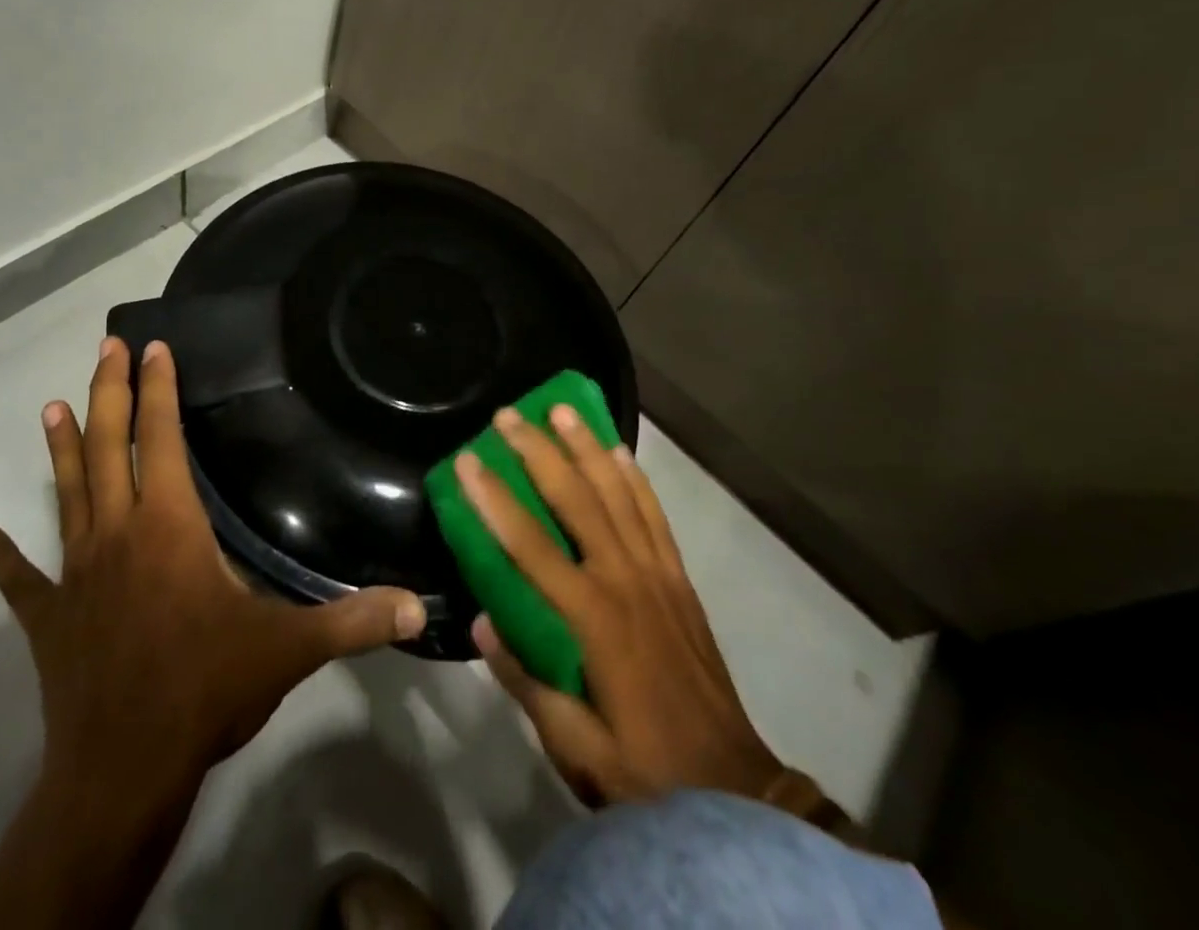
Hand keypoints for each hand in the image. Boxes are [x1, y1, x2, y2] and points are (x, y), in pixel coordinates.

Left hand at [0, 338, 425, 929]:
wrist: (121, 773)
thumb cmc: (205, 690)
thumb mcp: (289, 649)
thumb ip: (354, 620)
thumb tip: (420, 605)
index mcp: (169, 527)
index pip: (160, 440)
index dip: (158, 390)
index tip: (155, 348)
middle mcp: (116, 534)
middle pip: (107, 447)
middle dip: (108, 392)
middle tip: (106, 347)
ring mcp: (76, 575)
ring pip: (66, 494)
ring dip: (62, 449)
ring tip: (51, 407)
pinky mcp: (50, 619)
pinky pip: (24, 580)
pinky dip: (6, 557)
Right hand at [457, 406, 784, 808]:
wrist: (732, 789)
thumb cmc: (644, 769)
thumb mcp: (573, 746)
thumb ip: (525, 680)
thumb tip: (482, 621)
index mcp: (591, 618)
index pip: (530, 545)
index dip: (494, 500)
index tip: (466, 460)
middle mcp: (624, 580)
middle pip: (576, 499)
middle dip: (538, 452)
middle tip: (509, 415)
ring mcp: (657, 574)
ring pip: (618, 493)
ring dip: (587, 447)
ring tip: (562, 409)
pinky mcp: (679, 579)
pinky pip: (654, 514)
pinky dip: (634, 478)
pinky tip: (620, 452)